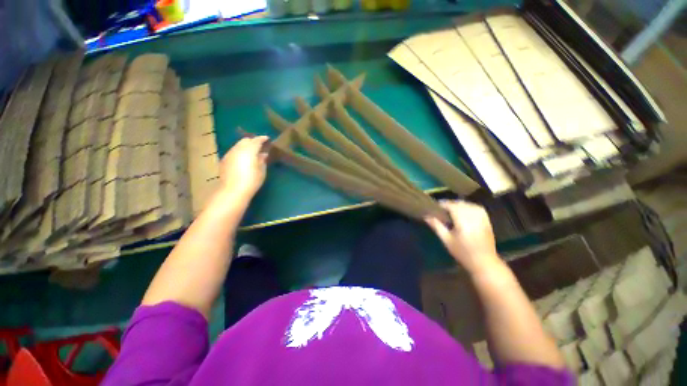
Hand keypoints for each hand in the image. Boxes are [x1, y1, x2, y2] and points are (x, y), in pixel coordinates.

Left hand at [219, 136, 268, 201]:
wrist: (233, 190)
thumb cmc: (251, 181)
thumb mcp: (261, 171)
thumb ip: (262, 160)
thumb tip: (263, 154)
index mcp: (249, 150)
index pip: (257, 140)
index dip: (262, 138)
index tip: (267, 139)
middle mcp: (238, 149)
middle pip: (245, 140)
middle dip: (253, 141)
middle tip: (260, 146)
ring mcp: (229, 153)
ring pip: (238, 145)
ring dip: (245, 146)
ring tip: (252, 153)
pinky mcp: (224, 160)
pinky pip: (233, 151)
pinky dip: (239, 152)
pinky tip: (243, 159)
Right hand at [425, 200, 500, 274]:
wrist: (484, 262)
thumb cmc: (462, 253)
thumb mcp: (447, 240)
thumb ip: (437, 226)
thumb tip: (426, 216)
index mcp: (463, 222)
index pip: (452, 207)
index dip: (443, 204)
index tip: (435, 205)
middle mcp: (473, 218)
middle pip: (461, 204)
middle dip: (451, 203)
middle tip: (442, 207)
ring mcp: (482, 219)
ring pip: (470, 205)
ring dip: (460, 204)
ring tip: (452, 208)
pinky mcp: (487, 221)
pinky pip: (478, 209)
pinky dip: (470, 206)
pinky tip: (465, 210)